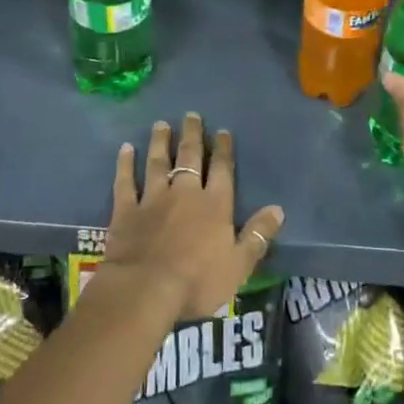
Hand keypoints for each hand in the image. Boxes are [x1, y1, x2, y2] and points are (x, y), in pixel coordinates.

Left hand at [102, 112, 283, 322]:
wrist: (146, 288)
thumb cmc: (197, 281)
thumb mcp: (239, 265)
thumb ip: (257, 235)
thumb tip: (278, 209)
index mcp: (215, 205)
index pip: (222, 169)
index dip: (223, 149)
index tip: (222, 131)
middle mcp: (185, 193)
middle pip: (190, 157)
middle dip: (192, 135)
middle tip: (191, 115)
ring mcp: (153, 198)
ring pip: (158, 162)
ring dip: (161, 142)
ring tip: (161, 124)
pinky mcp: (127, 210)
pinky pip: (126, 181)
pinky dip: (125, 164)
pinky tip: (125, 149)